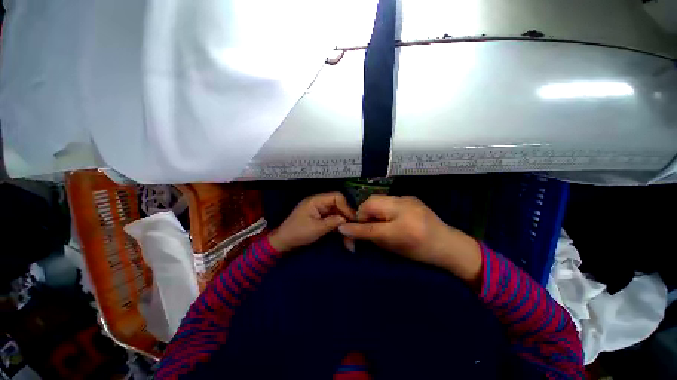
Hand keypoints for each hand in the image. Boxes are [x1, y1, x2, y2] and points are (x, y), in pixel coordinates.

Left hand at [268, 192, 355, 252]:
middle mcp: (320, 203)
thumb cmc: (297, 233)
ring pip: (338, 214)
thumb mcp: (315, 229)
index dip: (346, 206)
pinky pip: (334, 220)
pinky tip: (344, 236)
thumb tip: (346, 219)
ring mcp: (321, 211)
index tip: (352, 219)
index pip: (337, 197)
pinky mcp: (321, 219)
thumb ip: (332, 222)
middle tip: (354, 229)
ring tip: (350, 237)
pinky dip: (339, 227)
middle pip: (339, 206)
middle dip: (347, 217)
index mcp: (317, 201)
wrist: (284, 242)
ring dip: (344, 224)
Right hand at [338, 195, 481, 283]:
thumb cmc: (420, 252)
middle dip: (363, 213)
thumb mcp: (393, 247)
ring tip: (376, 220)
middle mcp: (404, 207)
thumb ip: (369, 236)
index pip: (369, 223)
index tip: (347, 230)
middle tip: (365, 225)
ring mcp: (408, 199)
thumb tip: (346, 230)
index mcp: (402, 227)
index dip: (355, 225)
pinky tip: (388, 216)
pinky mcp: (410, 197)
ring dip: (372, 209)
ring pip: (378, 199)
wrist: (448, 245)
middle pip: (371, 202)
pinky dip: (382, 207)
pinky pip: (388, 199)